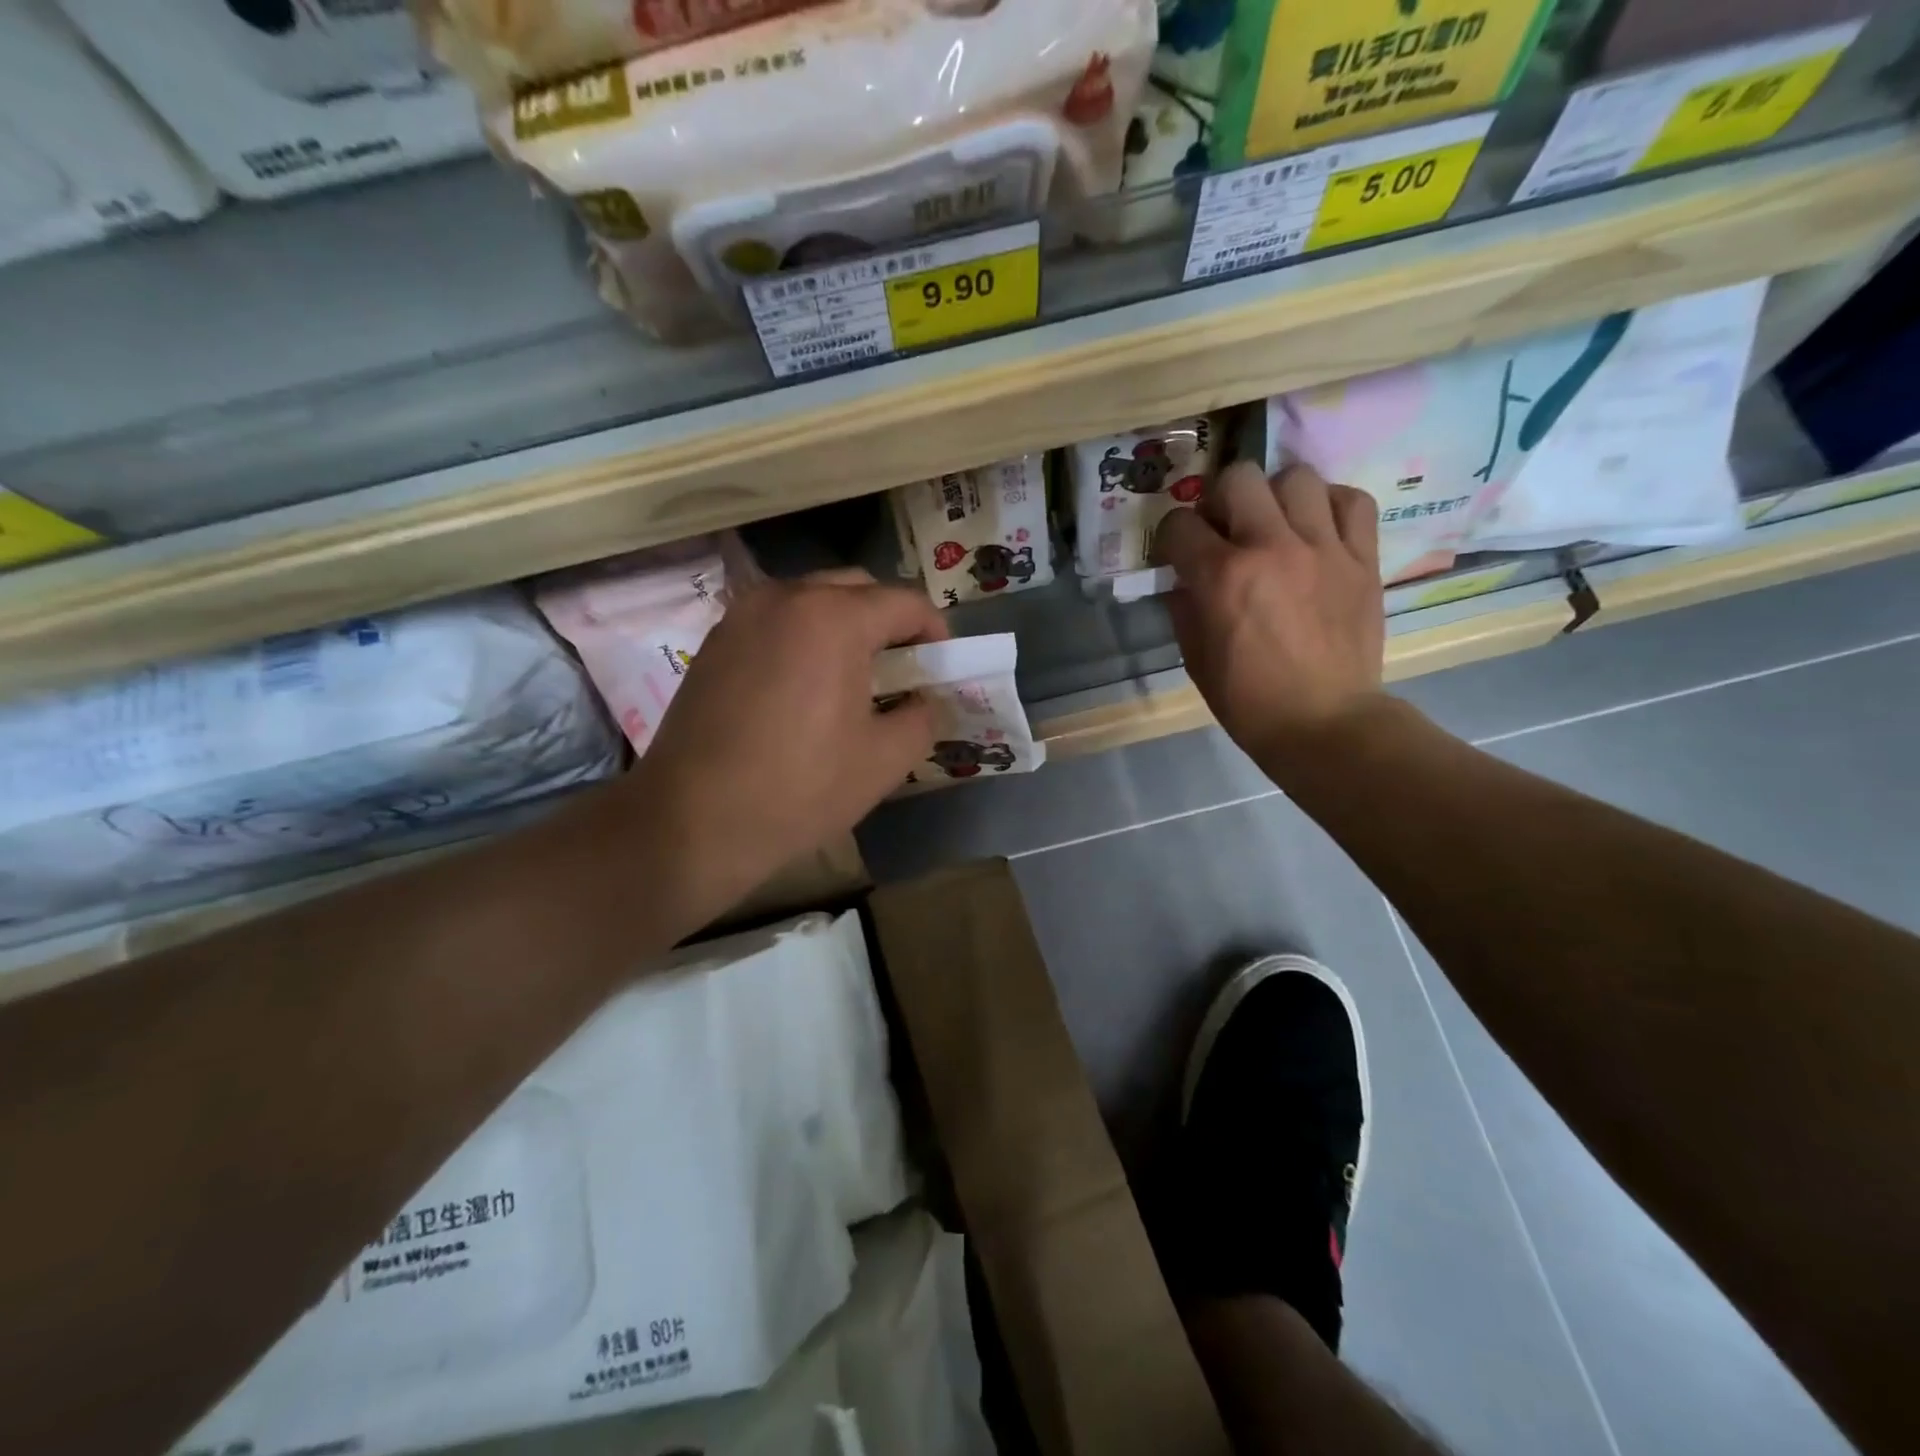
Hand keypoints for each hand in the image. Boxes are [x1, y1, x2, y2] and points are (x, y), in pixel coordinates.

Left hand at [631, 569, 947, 918]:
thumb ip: (923, 718)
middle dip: (889, 620)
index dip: (935, 631)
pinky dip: (803, 636)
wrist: (691, 821)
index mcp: (834, 617)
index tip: (941, 666)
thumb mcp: (884, 760)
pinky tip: (804, 685)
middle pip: (857, 588)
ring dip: (844, 624)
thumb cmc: (799, 789)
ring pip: (811, 599)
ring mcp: (742, 615)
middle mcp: (785, 597)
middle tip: (902, 668)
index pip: (905, 602)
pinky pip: (775, 620)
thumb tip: (926, 702)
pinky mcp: (715, 641)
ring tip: (853, 676)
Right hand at [1155, 462, 1385, 779]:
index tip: (1177, 553)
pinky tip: (1318, 527)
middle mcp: (1271, 547)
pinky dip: (1330, 505)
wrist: (1324, 723)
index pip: (1179, 524)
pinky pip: (1353, 500)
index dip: (1170, 537)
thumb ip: (1184, 606)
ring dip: (1276, 496)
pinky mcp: (1363, 558)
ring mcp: (1323, 548)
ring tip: (1275, 525)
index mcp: (1222, 577)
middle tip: (1225, 529)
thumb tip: (1184, 577)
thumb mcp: (1195, 657)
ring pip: (1296, 477)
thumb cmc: (1248, 700)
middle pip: (1238, 478)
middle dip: (1219, 500)